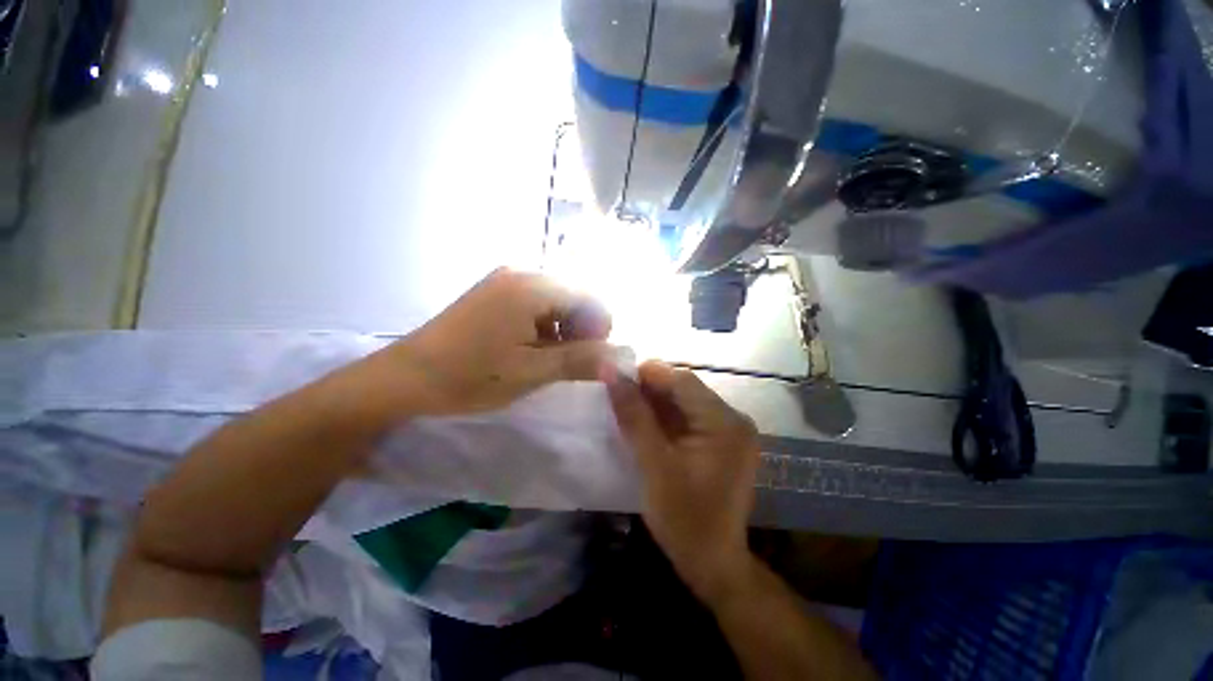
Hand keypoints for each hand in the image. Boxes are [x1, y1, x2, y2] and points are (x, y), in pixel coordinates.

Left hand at [350, 268, 613, 416]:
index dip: (599, 330)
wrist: (406, 378)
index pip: (589, 299)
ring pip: (556, 301)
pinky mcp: (495, 292)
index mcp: (532, 287)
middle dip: (581, 330)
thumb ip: (580, 361)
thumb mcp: (531, 372)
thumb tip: (621, 359)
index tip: (590, 359)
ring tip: (547, 359)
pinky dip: (544, 326)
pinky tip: (530, 349)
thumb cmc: (470, 375)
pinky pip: (535, 304)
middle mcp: (521, 273)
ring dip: (563, 330)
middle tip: (569, 363)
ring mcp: (505, 281)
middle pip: (574, 297)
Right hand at [606, 361, 760, 603]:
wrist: (713, 564)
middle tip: (617, 399)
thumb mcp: (654, 464)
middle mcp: (734, 419)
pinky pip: (690, 418)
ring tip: (627, 411)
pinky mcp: (722, 442)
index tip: (615, 381)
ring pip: (685, 402)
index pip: (682, 380)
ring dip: (656, 404)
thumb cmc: (683, 518)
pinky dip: (666, 418)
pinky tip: (646, 426)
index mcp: (724, 422)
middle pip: (685, 389)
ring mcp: (730, 431)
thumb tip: (610, 373)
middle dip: (650, 390)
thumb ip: (633, 415)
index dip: (647, 375)